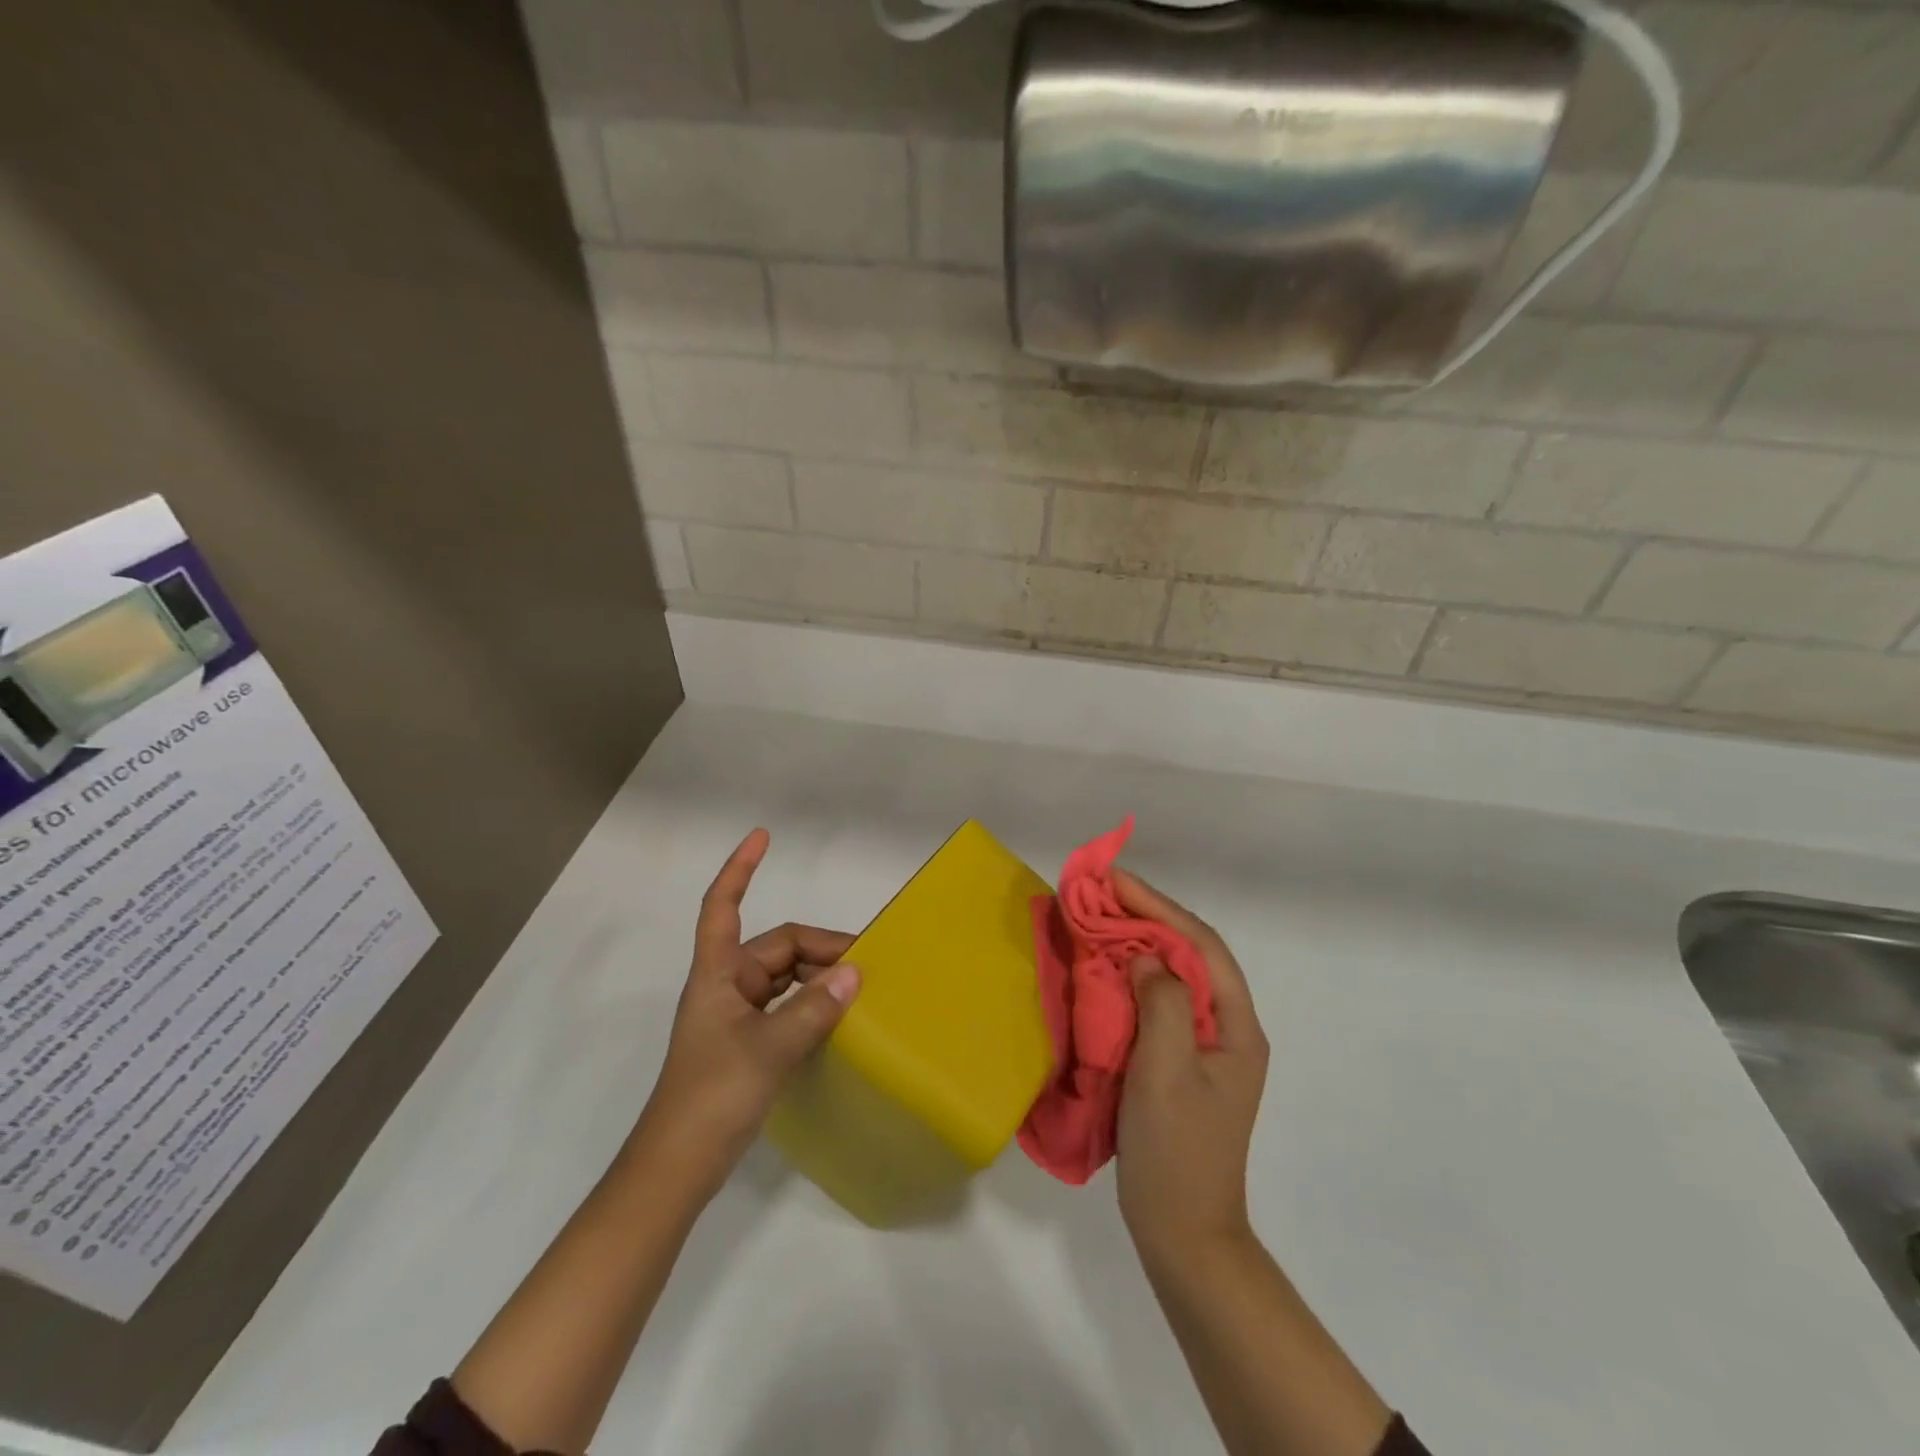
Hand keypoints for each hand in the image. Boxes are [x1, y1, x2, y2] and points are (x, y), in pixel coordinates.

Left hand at [629, 828, 860, 1197]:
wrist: (677, 1168)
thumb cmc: (712, 1096)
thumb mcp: (769, 1049)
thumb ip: (813, 1010)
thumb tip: (854, 973)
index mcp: (717, 974)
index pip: (722, 906)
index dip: (740, 869)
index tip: (762, 837)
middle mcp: (726, 986)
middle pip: (777, 947)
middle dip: (820, 947)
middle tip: (867, 965)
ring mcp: (736, 1016)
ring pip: (785, 978)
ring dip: (819, 977)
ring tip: (861, 990)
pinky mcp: (747, 1044)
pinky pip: (786, 1007)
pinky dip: (812, 1004)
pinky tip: (840, 1018)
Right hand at [1113, 867, 1269, 1265]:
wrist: (1182, 1233)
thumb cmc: (1177, 1152)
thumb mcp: (1167, 1073)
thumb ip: (1163, 1003)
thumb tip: (1145, 955)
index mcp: (1236, 1027)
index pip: (1201, 945)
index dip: (1159, 906)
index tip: (1115, 880)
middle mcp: (1225, 1028)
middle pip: (1189, 953)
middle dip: (1146, 916)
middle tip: (1098, 891)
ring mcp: (1202, 1046)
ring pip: (1171, 974)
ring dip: (1136, 942)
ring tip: (1096, 917)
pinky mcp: (1177, 1061)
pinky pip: (1155, 1002)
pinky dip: (1128, 976)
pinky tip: (1103, 968)